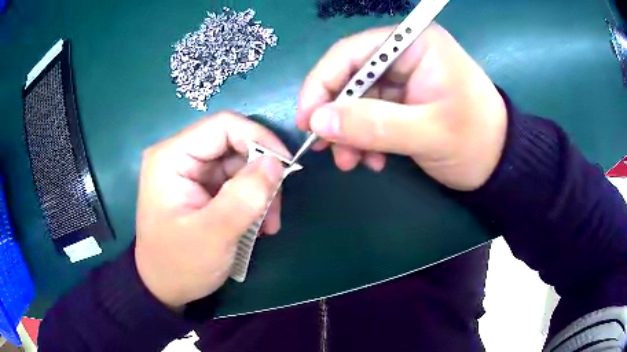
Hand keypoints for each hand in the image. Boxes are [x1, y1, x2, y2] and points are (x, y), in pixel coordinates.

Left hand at [135, 112, 287, 308]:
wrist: (163, 288)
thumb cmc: (179, 265)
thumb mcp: (213, 235)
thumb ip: (245, 197)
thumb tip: (276, 162)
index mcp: (171, 157)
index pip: (223, 126)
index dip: (259, 139)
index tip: (286, 167)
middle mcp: (179, 156)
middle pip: (233, 144)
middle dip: (261, 173)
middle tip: (276, 209)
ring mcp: (189, 172)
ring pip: (238, 164)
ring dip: (259, 191)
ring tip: (268, 224)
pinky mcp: (199, 187)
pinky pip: (234, 181)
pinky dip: (251, 200)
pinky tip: (257, 224)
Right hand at [297, 24, 506, 190]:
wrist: (500, 164)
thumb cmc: (476, 141)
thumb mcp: (428, 133)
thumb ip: (373, 125)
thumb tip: (317, 122)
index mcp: (415, 45)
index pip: (352, 52)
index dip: (321, 84)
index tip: (307, 121)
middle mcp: (405, 55)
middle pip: (350, 77)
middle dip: (336, 115)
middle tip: (327, 151)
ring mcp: (404, 79)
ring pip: (358, 100)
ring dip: (349, 133)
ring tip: (352, 162)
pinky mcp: (404, 101)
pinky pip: (371, 115)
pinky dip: (365, 138)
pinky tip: (373, 160)